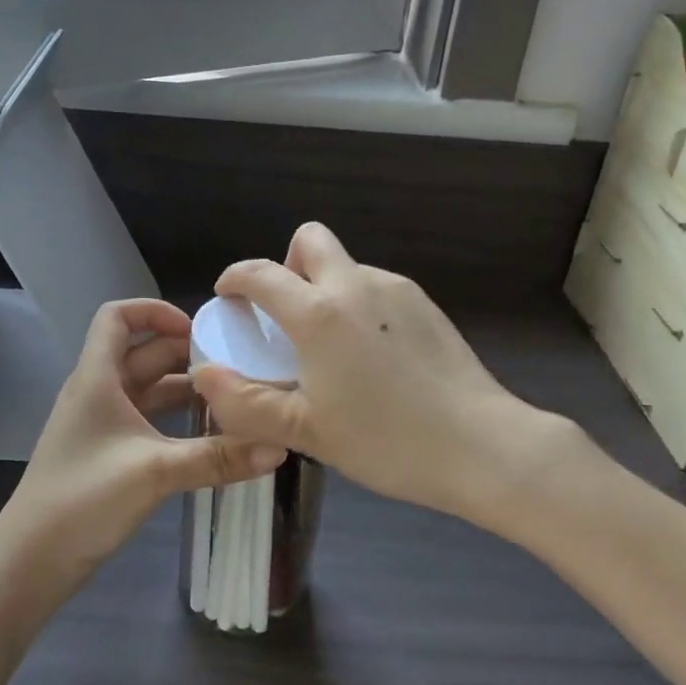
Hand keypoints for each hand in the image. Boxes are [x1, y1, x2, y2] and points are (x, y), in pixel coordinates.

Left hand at [0, 299, 286, 585]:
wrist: (31, 561)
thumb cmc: (84, 499)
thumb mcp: (156, 472)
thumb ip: (218, 458)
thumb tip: (278, 447)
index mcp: (97, 377)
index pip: (117, 316)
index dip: (154, 310)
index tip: (196, 329)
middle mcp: (97, 391)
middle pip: (142, 352)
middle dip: (185, 353)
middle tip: (234, 365)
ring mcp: (100, 423)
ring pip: (146, 388)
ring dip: (184, 389)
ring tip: (230, 397)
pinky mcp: (106, 452)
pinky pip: (145, 419)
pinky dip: (174, 418)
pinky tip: (207, 434)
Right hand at [190, 224, 552, 531]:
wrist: (481, 445)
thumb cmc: (386, 441)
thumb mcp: (306, 432)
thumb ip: (246, 402)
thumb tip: (204, 375)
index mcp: (319, 313)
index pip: (261, 273)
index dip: (235, 279)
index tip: (228, 296)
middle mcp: (355, 285)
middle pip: (310, 239)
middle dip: (287, 264)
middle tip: (287, 314)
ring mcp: (396, 290)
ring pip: (347, 266)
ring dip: (326, 288)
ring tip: (333, 346)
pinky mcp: (425, 304)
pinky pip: (376, 287)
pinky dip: (359, 305)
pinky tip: (373, 355)